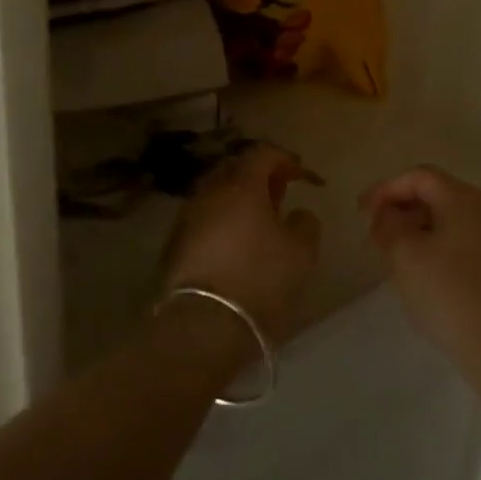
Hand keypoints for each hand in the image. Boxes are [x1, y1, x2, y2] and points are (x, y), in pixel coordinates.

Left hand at [164, 144, 320, 343]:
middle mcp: (210, 192)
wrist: (204, 326)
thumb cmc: (260, 279)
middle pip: (236, 170)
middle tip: (280, 196)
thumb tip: (298, 214)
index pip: (263, 153)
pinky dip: (223, 222)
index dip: (286, 160)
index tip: (302, 178)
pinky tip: (236, 244)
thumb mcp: (301, 252)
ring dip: (239, 201)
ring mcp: (188, 217)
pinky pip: (205, 219)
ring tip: (260, 223)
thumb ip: (305, 223)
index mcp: (241, 184)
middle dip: (260, 177)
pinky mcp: (175, 245)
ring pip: (217, 195)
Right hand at [362, 166, 480, 378]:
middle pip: (437, 194)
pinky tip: (424, 274)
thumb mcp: (404, 255)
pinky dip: (438, 246)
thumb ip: (388, 225)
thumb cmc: (449, 294)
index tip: (361, 211)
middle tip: (376, 233)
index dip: (386, 188)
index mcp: (464, 198)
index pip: (418, 176)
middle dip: (402, 209)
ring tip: (395, 255)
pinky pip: (463, 241)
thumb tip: (387, 214)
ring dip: (419, 229)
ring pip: (450, 220)